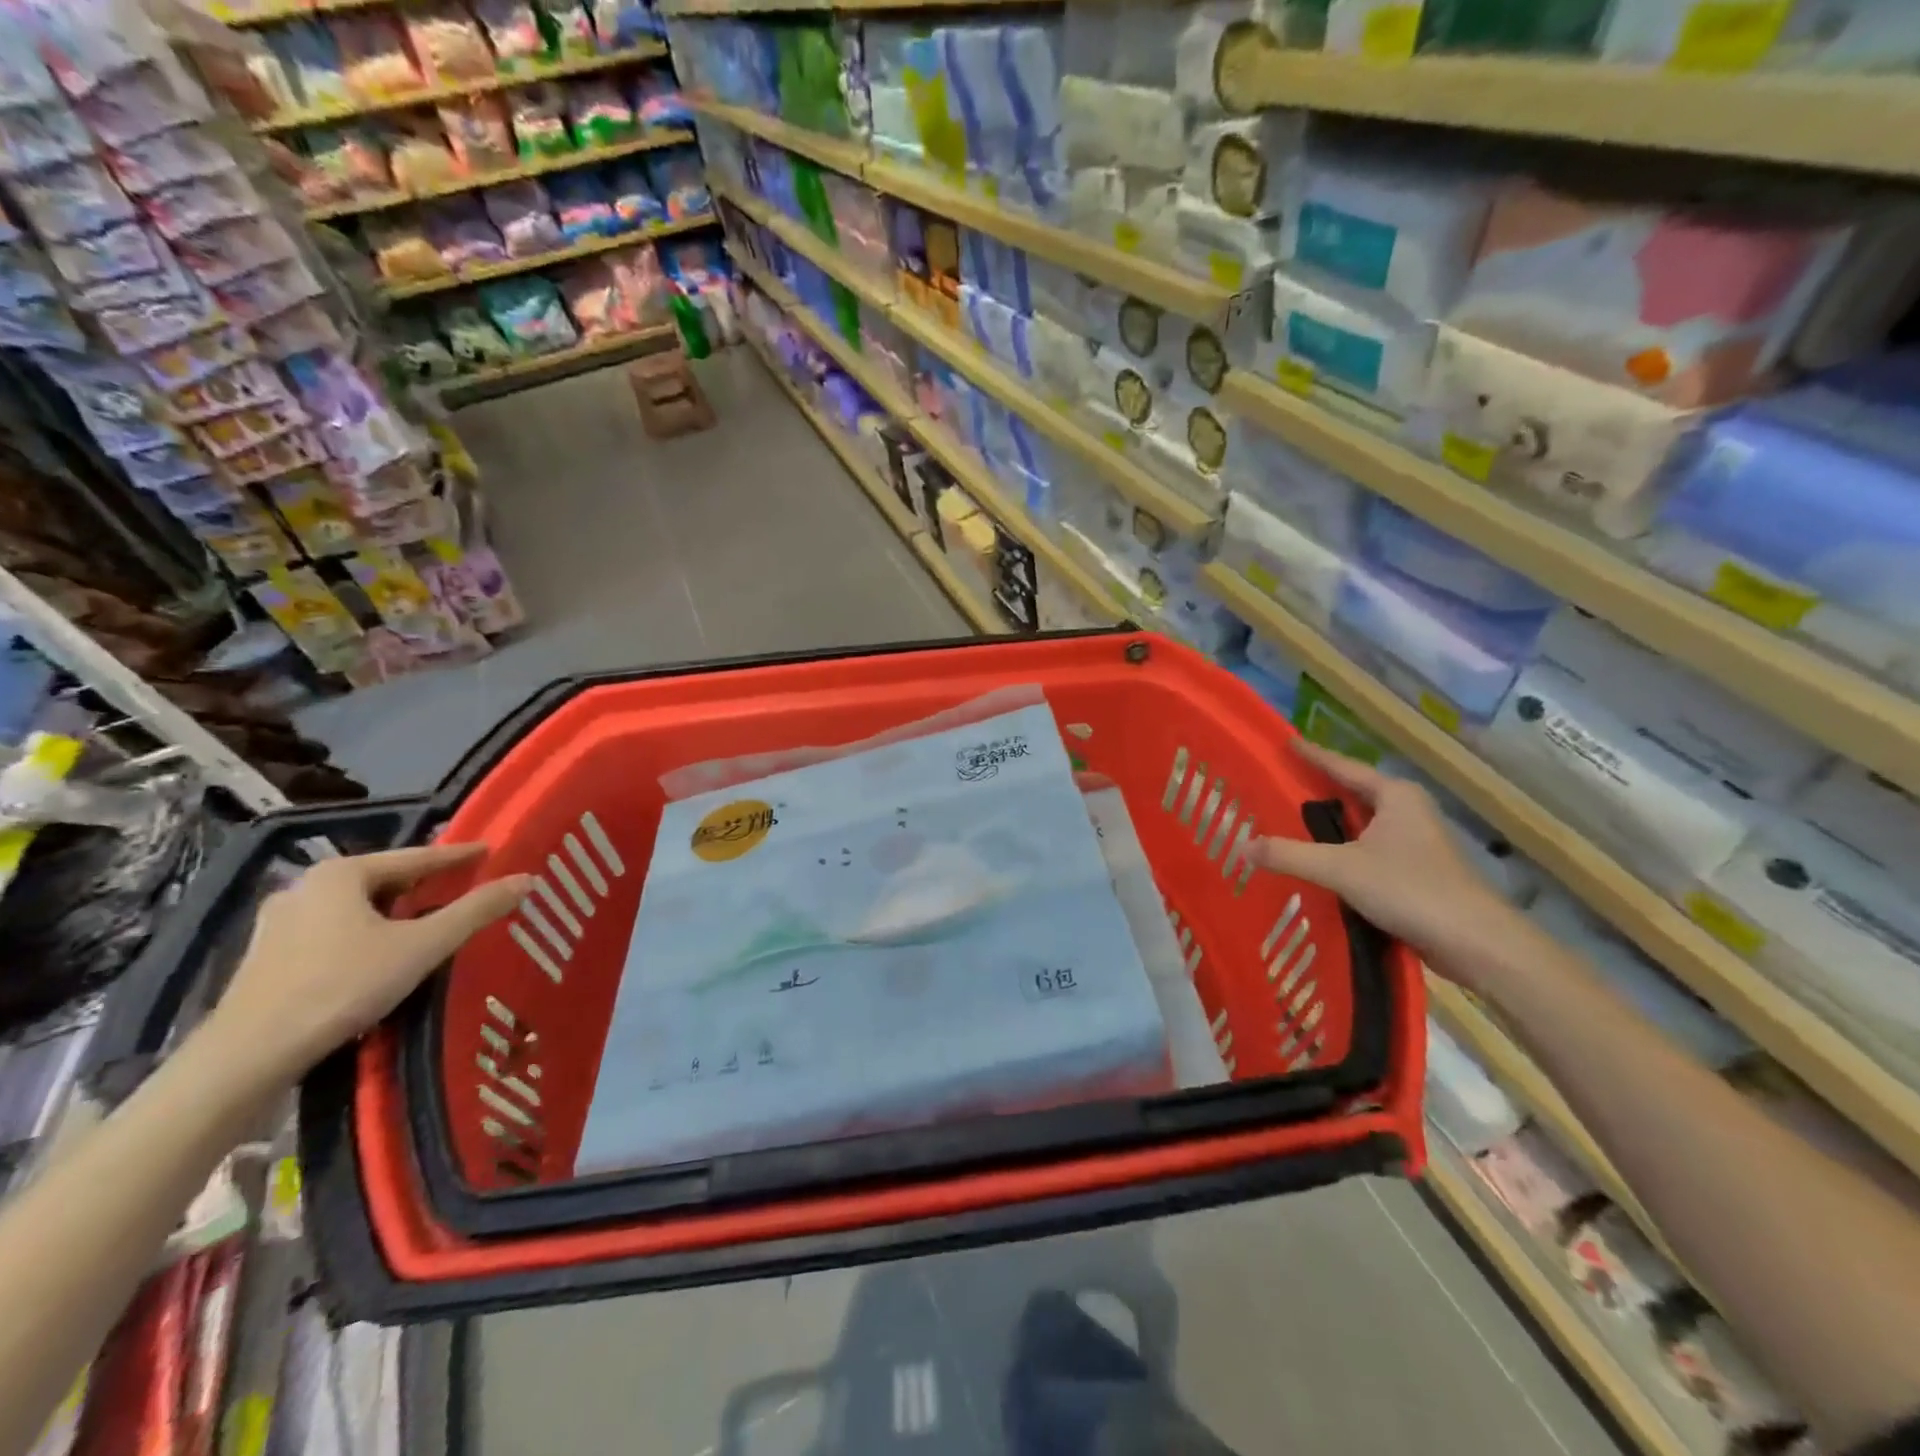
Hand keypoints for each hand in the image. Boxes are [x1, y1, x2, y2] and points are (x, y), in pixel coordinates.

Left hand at [205, 844, 533, 1092]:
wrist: (248, 1057)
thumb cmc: (342, 987)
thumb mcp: (423, 946)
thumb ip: (476, 910)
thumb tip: (527, 879)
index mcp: (342, 874)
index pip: (417, 856)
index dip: (459, 856)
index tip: (491, 851)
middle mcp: (306, 887)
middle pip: (385, 880)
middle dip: (426, 885)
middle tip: (464, 890)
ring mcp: (280, 923)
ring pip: (357, 907)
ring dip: (395, 912)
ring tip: (429, 923)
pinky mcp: (268, 957)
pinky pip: (335, 931)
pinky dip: (367, 933)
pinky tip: (382, 954)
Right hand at [1251, 740, 1527, 991]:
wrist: (1476, 942)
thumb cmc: (1410, 889)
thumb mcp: (1340, 869)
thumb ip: (1289, 855)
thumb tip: (1242, 846)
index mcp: (1395, 796)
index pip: (1343, 767)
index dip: (1313, 755)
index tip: (1286, 743)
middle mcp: (1407, 811)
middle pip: (1353, 794)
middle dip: (1318, 791)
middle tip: (1278, 785)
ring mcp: (1416, 843)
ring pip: (1362, 825)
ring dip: (1330, 826)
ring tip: (1289, 823)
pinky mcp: (1417, 873)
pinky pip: (1368, 851)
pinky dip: (1343, 852)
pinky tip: (1318, 863)